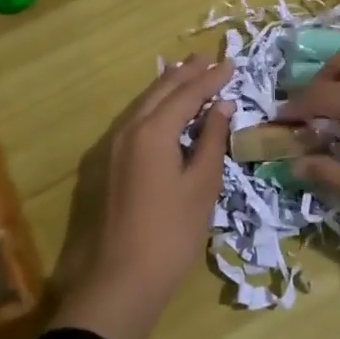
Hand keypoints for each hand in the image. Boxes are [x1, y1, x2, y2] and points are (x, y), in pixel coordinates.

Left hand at [54, 55, 232, 338]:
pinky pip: (135, 121)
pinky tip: (164, 112)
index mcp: (153, 131)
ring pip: (143, 104)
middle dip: (185, 73)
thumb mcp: (202, 185)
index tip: (231, 64)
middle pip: (160, 91)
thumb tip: (222, 107)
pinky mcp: (108, 165)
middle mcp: (129, 130)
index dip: (211, 78)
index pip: (187, 93)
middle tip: (208, 58)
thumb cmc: (171, 233)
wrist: (121, 280)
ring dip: (167, 87)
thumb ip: (211, 140)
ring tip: (187, 73)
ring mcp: (113, 147)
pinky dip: (154, 107)